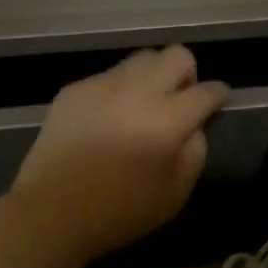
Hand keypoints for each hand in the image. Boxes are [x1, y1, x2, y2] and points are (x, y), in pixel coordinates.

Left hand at [6, 46, 228, 265]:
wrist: (50, 212)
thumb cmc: (119, 211)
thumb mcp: (175, 194)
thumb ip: (195, 153)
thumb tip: (194, 127)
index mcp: (167, 120)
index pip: (206, 92)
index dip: (217, 95)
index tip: (217, 101)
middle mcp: (137, 91)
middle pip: (176, 55)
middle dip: (186, 73)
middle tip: (178, 101)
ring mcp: (103, 85)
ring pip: (141, 58)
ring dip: (152, 76)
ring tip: (142, 106)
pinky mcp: (75, 89)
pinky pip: (109, 76)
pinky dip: (119, 90)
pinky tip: (108, 119)